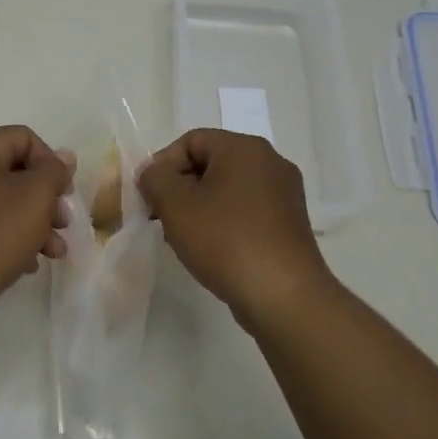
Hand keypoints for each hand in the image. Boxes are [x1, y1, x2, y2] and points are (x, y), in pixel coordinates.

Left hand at [0, 126, 74, 322]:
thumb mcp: (35, 196)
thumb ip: (54, 171)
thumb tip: (63, 157)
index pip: (22, 137)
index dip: (51, 160)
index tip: (65, 192)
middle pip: (13, 171)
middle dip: (45, 197)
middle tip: (64, 223)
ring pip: (2, 201)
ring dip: (34, 222)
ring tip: (55, 252)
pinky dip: (10, 237)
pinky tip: (29, 264)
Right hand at [137, 129, 335, 331]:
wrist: (284, 297)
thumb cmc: (226, 240)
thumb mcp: (175, 204)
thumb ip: (155, 178)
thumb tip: (153, 173)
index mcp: (245, 148)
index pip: (191, 141)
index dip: (162, 164)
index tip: (147, 196)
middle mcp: (270, 162)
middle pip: (210, 163)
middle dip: (179, 187)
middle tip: (160, 216)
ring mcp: (284, 194)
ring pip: (227, 188)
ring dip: (199, 206)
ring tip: (182, 237)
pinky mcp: (289, 224)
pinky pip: (246, 210)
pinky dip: (223, 222)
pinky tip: (211, 249)